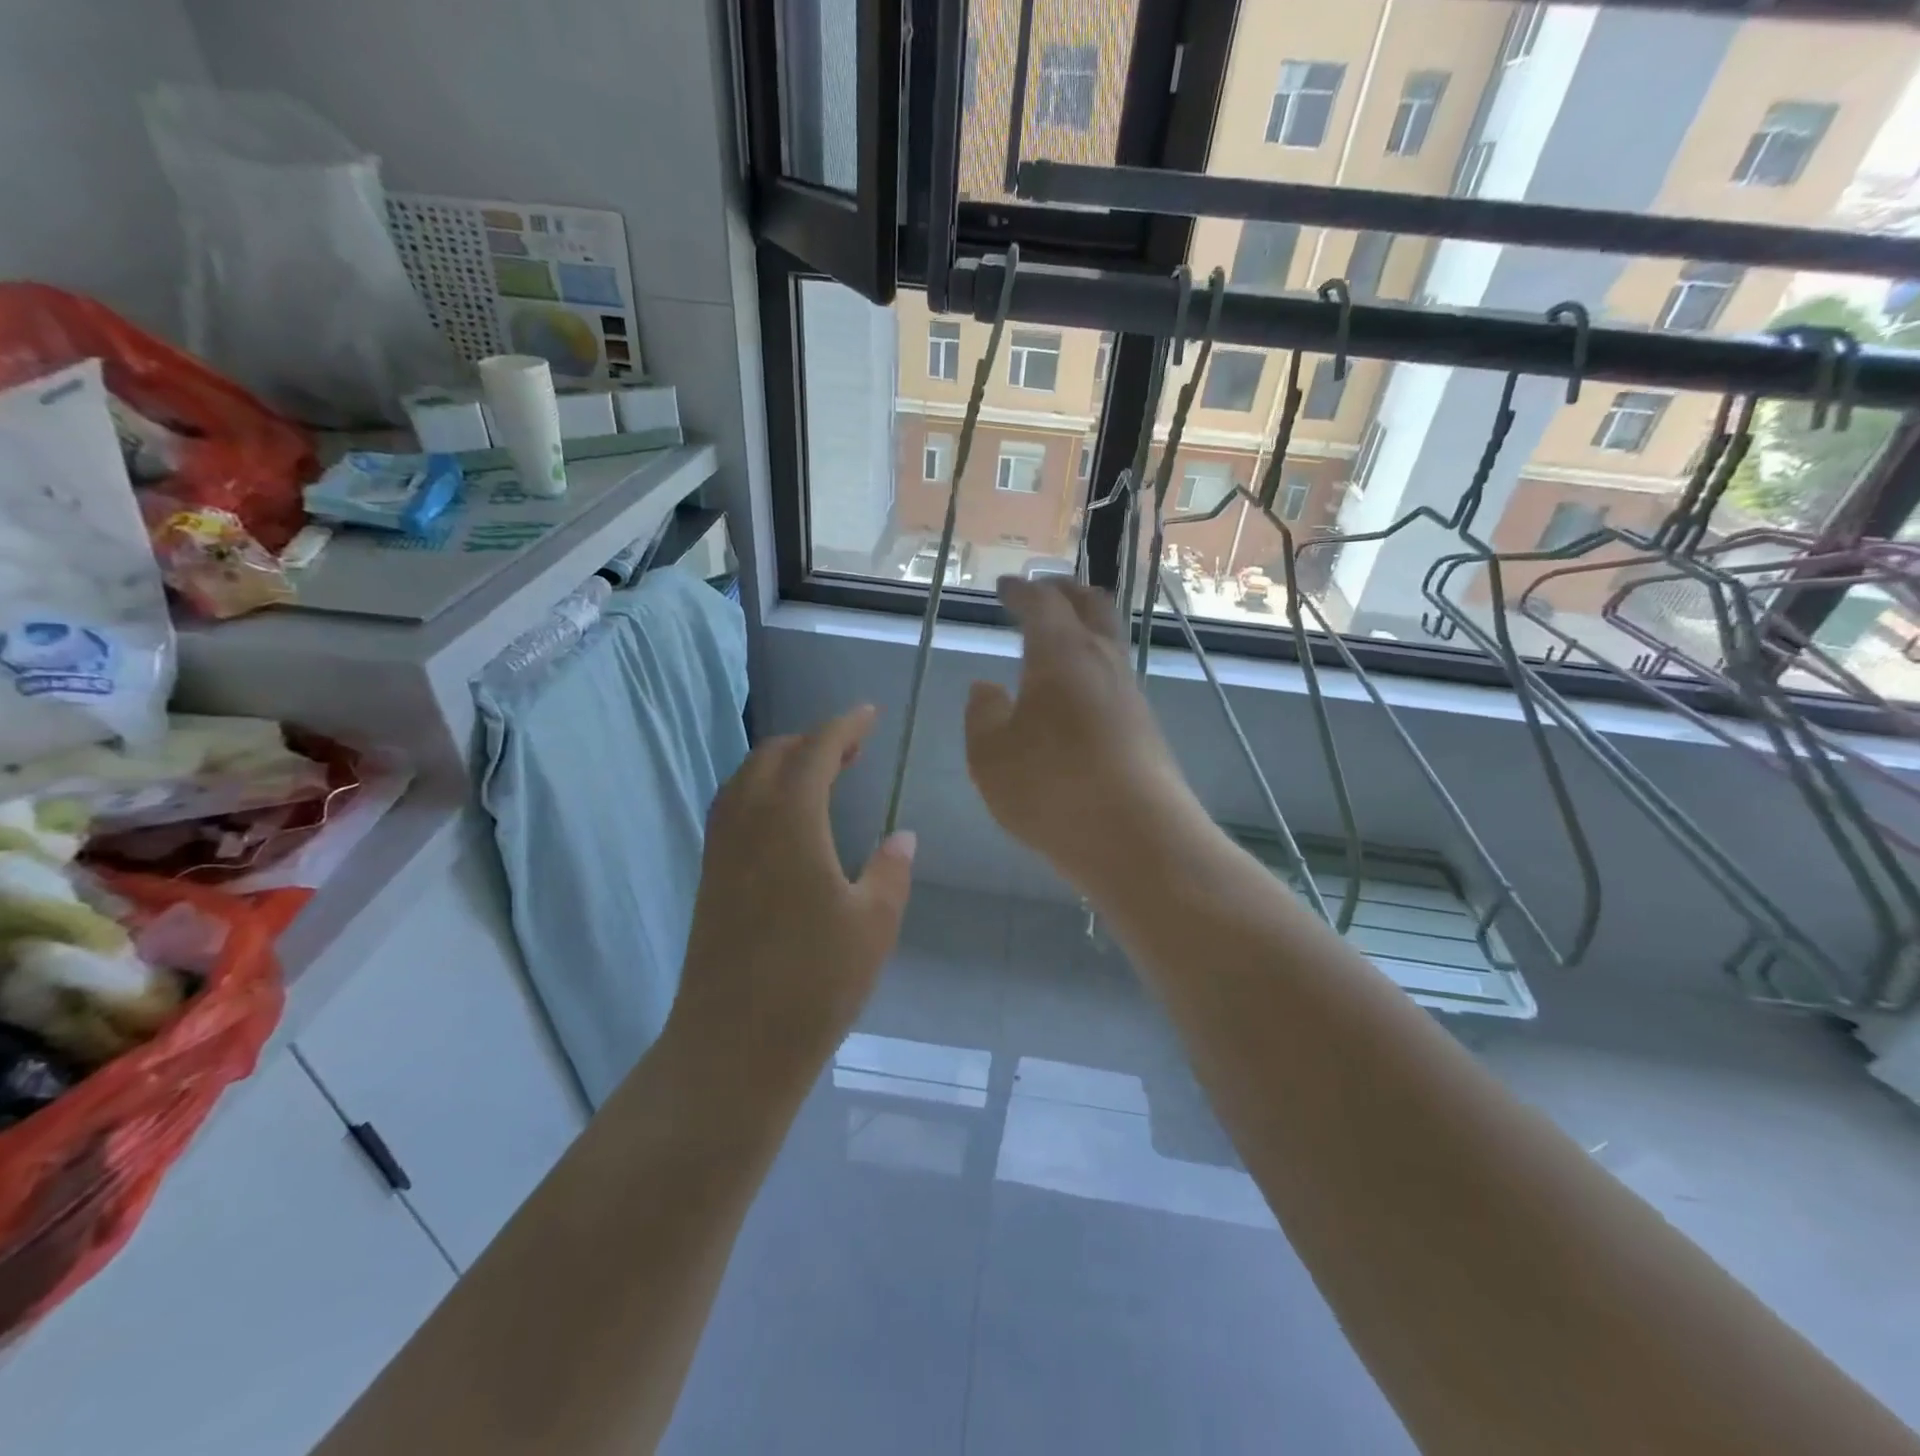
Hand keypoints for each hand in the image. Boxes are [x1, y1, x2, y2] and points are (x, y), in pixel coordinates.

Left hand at [670, 706, 915, 1095]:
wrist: (734, 1045)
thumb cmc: (814, 982)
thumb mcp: (874, 924)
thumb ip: (891, 871)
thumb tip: (903, 838)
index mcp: (790, 820)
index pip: (816, 750)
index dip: (844, 726)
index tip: (869, 714)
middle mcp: (747, 821)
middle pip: (773, 755)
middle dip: (813, 740)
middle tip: (853, 750)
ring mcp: (721, 849)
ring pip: (747, 778)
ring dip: (784, 764)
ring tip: (823, 778)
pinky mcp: (710, 876)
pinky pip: (733, 807)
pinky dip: (762, 791)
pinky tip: (786, 820)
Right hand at [965, 576, 1204, 889]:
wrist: (1136, 839)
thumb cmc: (1051, 789)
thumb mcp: (990, 756)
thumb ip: (982, 715)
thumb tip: (986, 688)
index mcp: (1060, 654)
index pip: (1041, 603)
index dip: (1021, 590)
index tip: (1006, 586)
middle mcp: (1102, 662)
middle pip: (1092, 605)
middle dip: (1065, 591)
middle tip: (1043, 590)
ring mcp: (1130, 694)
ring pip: (1109, 640)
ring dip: (1085, 627)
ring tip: (1059, 637)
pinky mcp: (1145, 727)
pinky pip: (1114, 677)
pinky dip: (1092, 665)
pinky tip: (1077, 693)